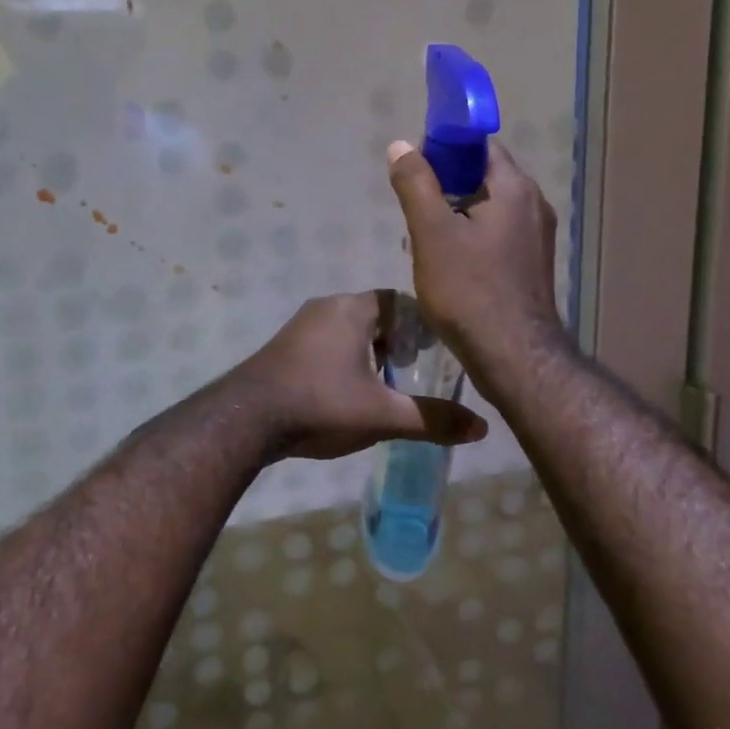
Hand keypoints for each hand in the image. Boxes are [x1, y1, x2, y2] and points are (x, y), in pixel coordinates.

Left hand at [231, 291, 487, 462]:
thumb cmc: (321, 405)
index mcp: (353, 309)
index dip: (422, 324)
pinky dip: (345, 358)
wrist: (247, 420)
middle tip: (415, 371)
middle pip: (375, 314)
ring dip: (370, 351)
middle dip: (398, 340)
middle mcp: (327, 306)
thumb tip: (482, 427)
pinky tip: (349, 392)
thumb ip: (432, 419)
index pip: (399, 301)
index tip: (436, 353)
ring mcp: (301, 325)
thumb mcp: (383, 415)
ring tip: (386, 385)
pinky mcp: (285, 346)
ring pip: (349, 329)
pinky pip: (327, 342)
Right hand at [386, 140, 566, 377]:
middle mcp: (534, 205)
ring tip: (422, 238)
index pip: (480, 146)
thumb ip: (416, 185)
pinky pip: (496, 234)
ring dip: (454, 213)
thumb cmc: (469, 290)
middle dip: (445, 185)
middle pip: (483, 176)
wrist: (513, 356)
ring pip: (488, 208)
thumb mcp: (431, 233)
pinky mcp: (531, 264)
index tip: (415, 168)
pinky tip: (446, 262)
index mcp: (515, 189)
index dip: (444, 148)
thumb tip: (401, 145)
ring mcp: (536, 237)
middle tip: (413, 206)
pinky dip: (470, 236)